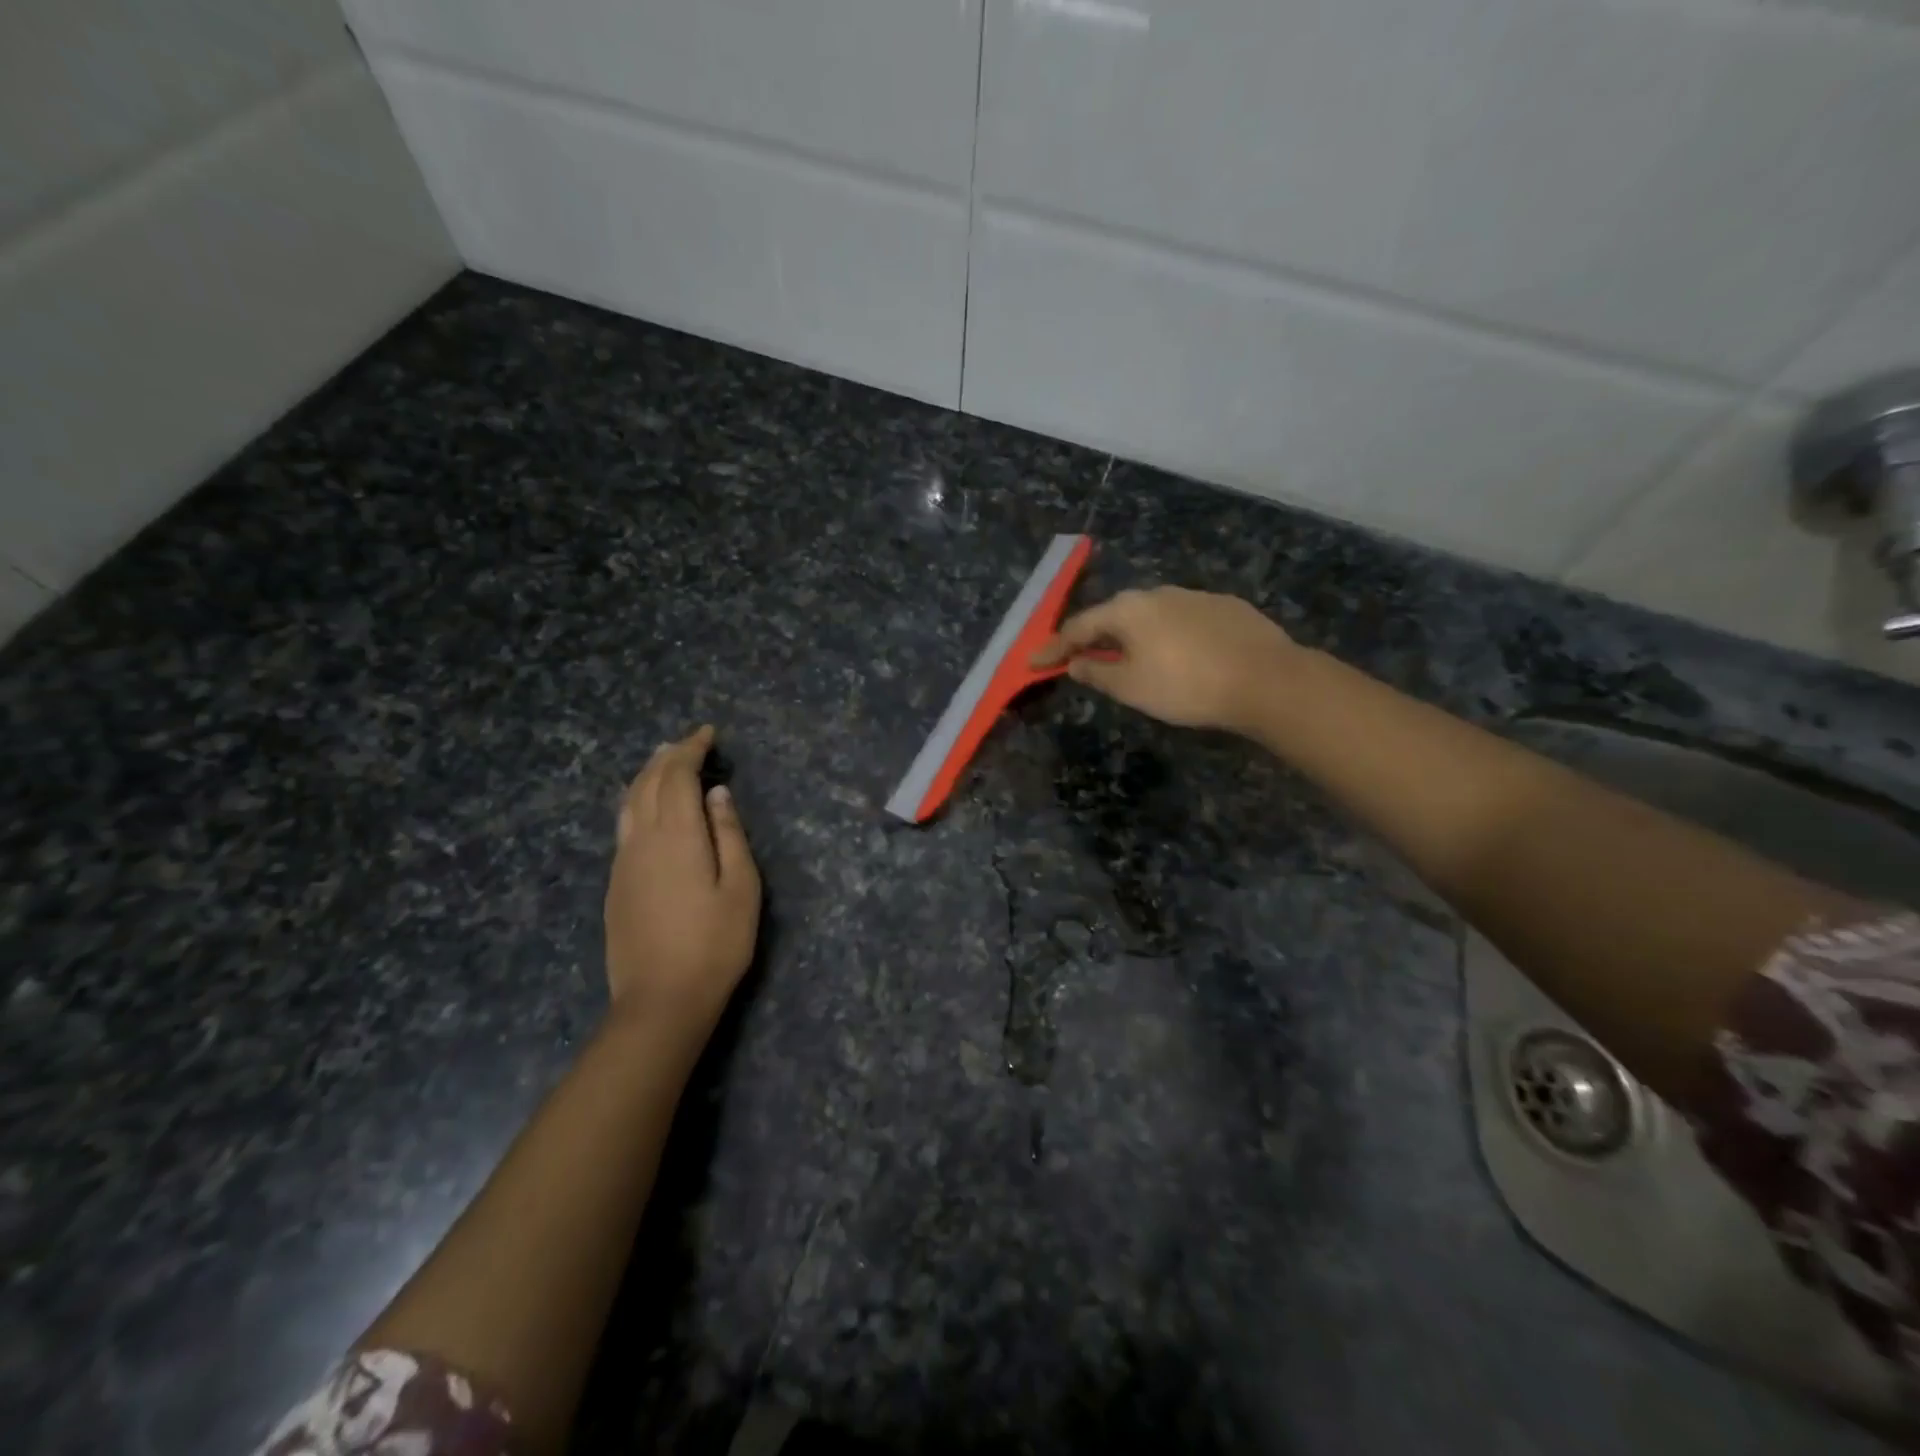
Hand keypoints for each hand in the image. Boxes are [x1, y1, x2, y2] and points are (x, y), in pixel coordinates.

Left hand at [604, 726, 761, 1039]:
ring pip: (628, 803)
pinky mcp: (615, 885)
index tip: (708, 733)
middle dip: (668, 756)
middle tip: (687, 742)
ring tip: (661, 761)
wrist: (660, 1001)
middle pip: (648, 783)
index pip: (678, 776)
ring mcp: (623, 863)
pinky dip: (635, 801)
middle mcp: (643, 840)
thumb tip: (717, 794)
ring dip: (646, 775)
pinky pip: (622, 825)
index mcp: (678, 836)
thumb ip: (729, 835)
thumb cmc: (715, 944)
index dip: (691, 749)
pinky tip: (644, 807)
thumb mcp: (741, 888)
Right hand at [1032, 587, 1297, 732]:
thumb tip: (1076, 664)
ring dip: (1133, 635)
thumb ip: (1097, 674)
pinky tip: (1178, 654)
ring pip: (1151, 615)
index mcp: (1129, 610)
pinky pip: (1182, 620)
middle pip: (1115, 615)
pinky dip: (1167, 636)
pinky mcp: (1226, 607)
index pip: (1079, 627)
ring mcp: (1195, 596)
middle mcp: (1158, 593)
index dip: (1055, 648)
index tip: (1034, 661)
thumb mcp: (1132, 688)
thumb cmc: (1186, 686)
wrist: (1266, 679)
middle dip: (1094, 637)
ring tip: (1129, 658)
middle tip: (1080, 657)